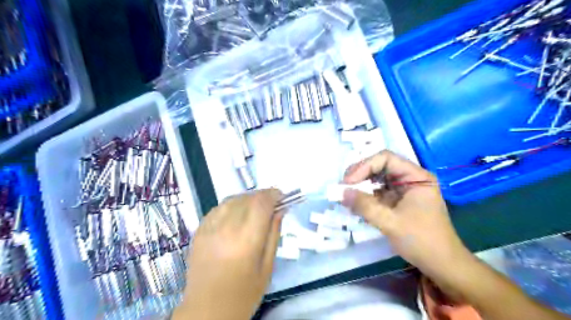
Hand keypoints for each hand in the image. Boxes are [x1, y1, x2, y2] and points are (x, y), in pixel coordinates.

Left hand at [173, 188, 280, 318]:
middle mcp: (226, 229)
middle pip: (247, 198)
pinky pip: (218, 208)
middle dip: (263, 196)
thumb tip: (280, 209)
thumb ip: (274, 234)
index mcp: (246, 240)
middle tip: (272, 204)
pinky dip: (232, 205)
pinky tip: (237, 214)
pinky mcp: (199, 231)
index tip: (282, 197)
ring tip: (255, 208)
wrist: (206, 311)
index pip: (261, 203)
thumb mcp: (268, 266)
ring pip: (232, 199)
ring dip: (247, 199)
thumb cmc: (244, 293)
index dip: (274, 194)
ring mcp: (209, 228)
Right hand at [343, 150, 468, 276]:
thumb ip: (364, 205)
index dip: (364, 166)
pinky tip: (355, 203)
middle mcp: (410, 178)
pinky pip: (378, 192)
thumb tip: (341, 192)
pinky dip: (365, 196)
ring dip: (361, 185)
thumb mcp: (390, 222)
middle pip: (380, 166)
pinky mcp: (398, 201)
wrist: (441, 265)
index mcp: (416, 177)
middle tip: (343, 187)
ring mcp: (404, 189)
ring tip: (346, 195)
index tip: (348, 182)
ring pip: (377, 179)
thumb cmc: (421, 241)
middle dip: (360, 175)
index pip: (386, 158)